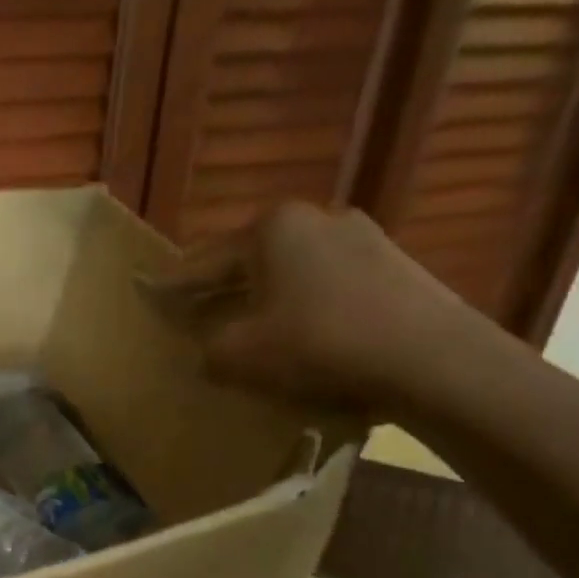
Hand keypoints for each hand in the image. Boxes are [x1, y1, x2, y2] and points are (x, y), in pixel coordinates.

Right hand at [155, 203, 493, 411]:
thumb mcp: (236, 353)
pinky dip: (301, 307)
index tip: (146, 296)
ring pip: (288, 273)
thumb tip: (206, 345)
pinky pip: (325, 286)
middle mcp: (314, 217)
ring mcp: (361, 237)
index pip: (201, 263)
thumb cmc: (317, 344)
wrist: (432, 360)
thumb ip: (204, 345)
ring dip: (261, 299)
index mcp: (270, 227)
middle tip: (192, 316)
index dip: (170, 287)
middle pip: (246, 262)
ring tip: (244, 330)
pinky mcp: (393, 266)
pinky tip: (297, 336)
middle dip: (218, 291)